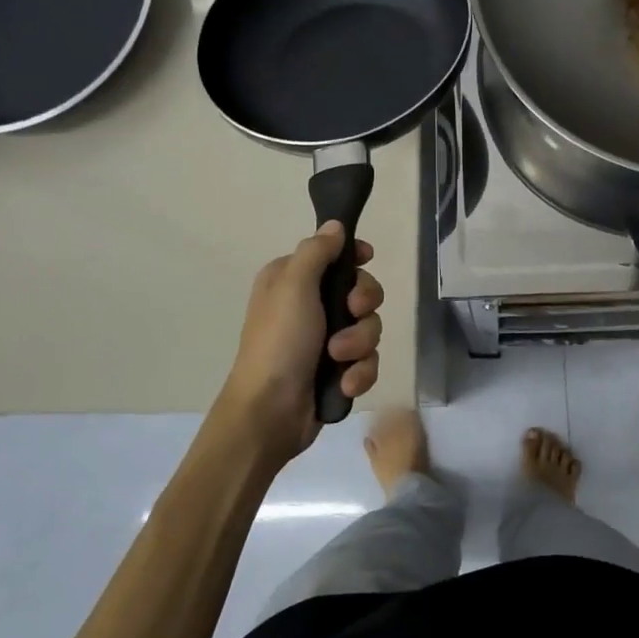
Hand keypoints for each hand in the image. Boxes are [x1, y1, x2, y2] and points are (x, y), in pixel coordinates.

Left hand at [219, 222, 382, 462]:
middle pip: (361, 291)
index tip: (367, 259)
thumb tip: (335, 225)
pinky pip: (367, 361)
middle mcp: (309, 306)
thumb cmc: (279, 342)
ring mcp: (325, 340)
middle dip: (363, 305)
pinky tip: (344, 384)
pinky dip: (359, 372)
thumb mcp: (293, 286)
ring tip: (339, 360)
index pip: (334, 255)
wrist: (269, 412)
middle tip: (351, 314)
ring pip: (369, 328)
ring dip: (359, 344)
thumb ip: (317, 251)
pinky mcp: (337, 371)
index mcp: (292, 280)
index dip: (355, 258)